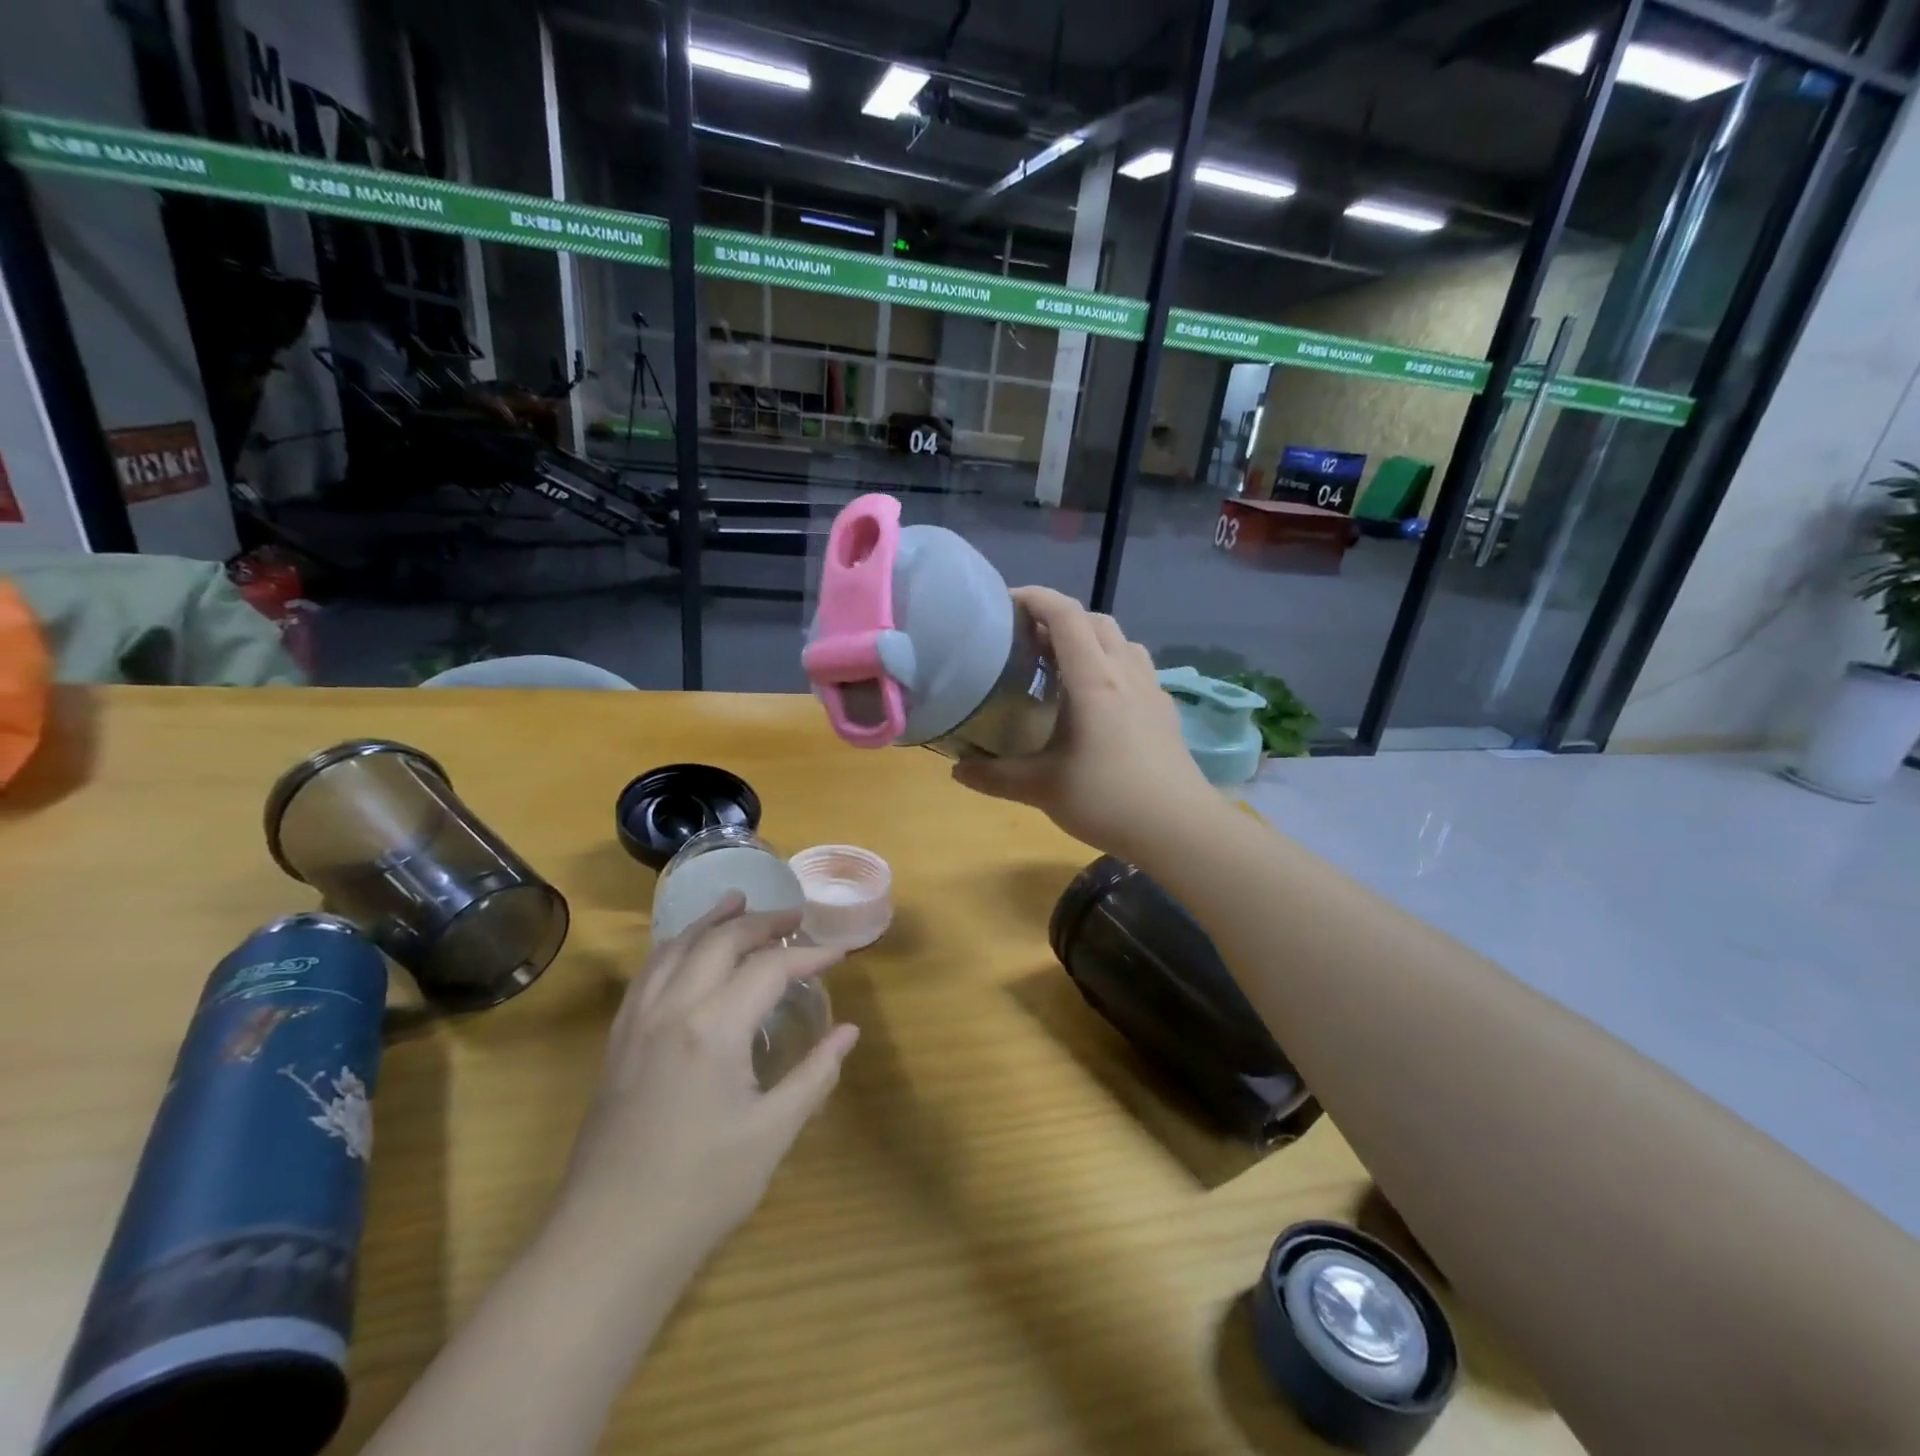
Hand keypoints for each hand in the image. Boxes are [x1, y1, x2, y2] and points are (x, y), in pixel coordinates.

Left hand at [555, 895, 858, 1273]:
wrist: (608, 1242)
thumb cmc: (701, 1190)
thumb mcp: (772, 1134)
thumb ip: (815, 1075)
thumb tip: (849, 1031)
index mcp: (714, 1028)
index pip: (769, 968)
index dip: (807, 956)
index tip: (836, 955)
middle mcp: (672, 1009)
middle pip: (720, 941)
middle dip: (761, 922)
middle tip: (794, 916)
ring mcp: (637, 1023)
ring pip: (675, 947)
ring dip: (711, 919)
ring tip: (737, 900)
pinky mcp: (618, 1042)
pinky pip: (648, 972)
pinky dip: (675, 945)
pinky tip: (685, 949)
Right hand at [952, 586, 1211, 859]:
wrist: (1180, 828)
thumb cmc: (1109, 799)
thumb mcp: (1042, 789)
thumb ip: (995, 776)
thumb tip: (957, 770)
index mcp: (1094, 679)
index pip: (1065, 615)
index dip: (1035, 598)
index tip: (1005, 603)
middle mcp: (1125, 672)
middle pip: (1094, 620)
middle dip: (1059, 618)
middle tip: (1028, 640)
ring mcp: (1151, 689)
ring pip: (1120, 641)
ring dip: (1090, 638)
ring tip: (1062, 665)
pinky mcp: (1165, 711)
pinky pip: (1135, 668)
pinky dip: (1110, 664)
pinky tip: (1097, 700)